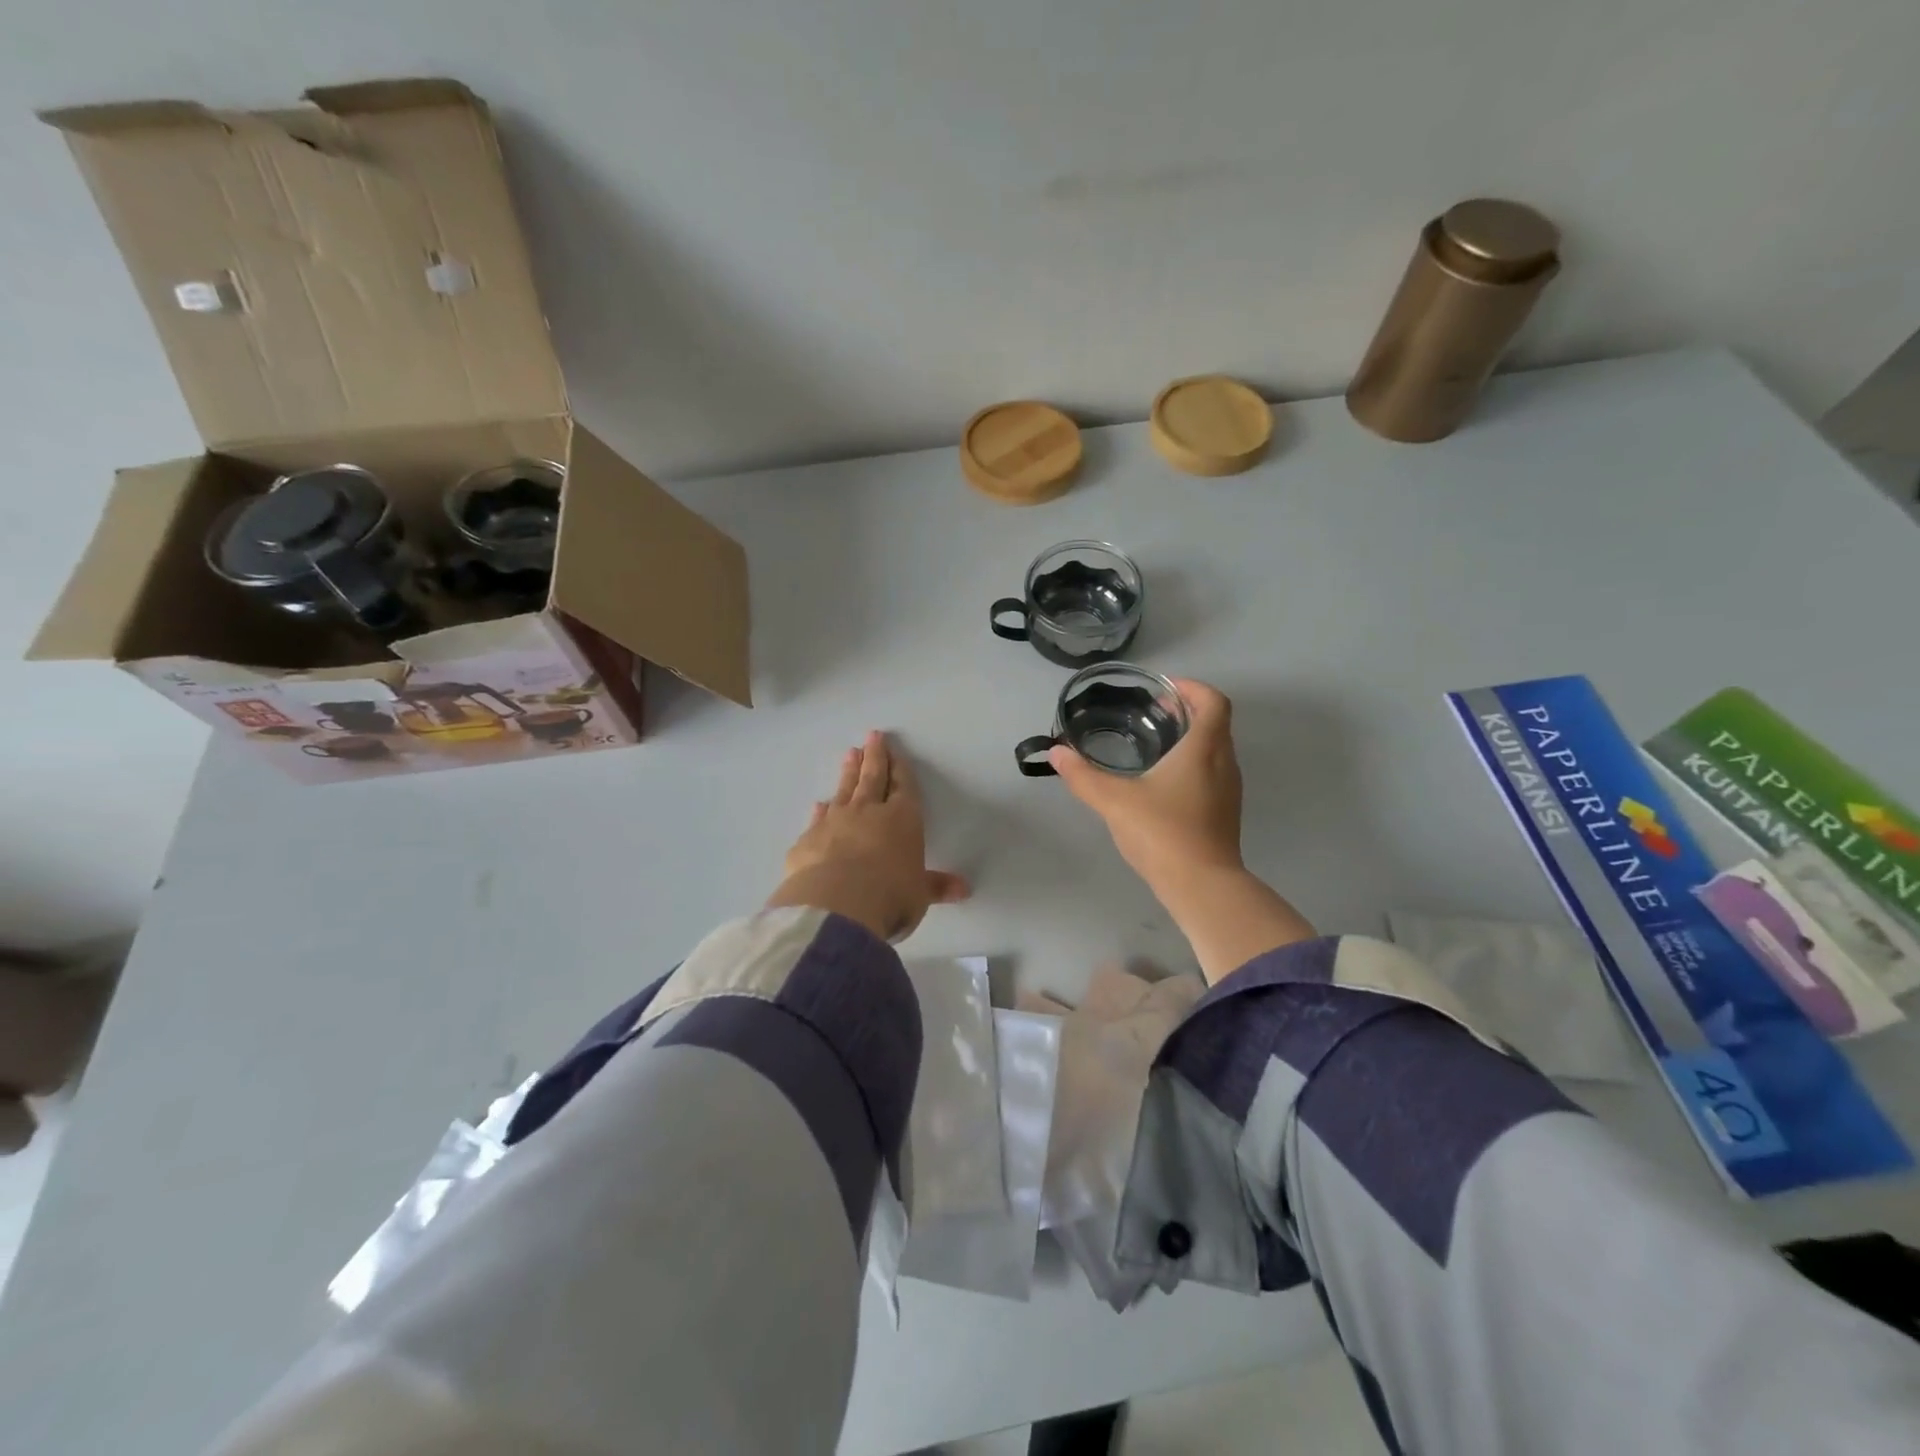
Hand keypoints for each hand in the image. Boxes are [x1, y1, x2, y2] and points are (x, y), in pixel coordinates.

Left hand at [767, 731, 970, 941]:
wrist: (836, 906)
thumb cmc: (890, 896)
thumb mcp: (920, 894)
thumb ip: (936, 887)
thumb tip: (964, 889)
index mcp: (902, 819)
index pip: (903, 787)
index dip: (901, 769)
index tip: (897, 752)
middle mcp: (868, 812)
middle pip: (873, 778)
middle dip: (875, 756)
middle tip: (872, 736)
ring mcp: (834, 822)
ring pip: (844, 790)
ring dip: (849, 772)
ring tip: (850, 753)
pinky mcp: (808, 840)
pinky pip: (817, 819)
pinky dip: (820, 810)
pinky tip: (819, 803)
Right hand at [1048, 678, 1244, 899]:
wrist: (1202, 886)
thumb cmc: (1162, 832)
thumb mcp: (1114, 801)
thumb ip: (1083, 775)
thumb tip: (1057, 753)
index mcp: (1204, 749)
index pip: (1213, 701)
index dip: (1191, 688)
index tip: (1163, 690)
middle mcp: (1224, 763)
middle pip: (1216, 723)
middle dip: (1187, 711)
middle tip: (1152, 713)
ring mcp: (1229, 790)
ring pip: (1216, 749)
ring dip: (1191, 738)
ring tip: (1154, 744)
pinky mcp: (1225, 813)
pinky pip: (1213, 773)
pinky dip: (1193, 763)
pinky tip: (1162, 782)